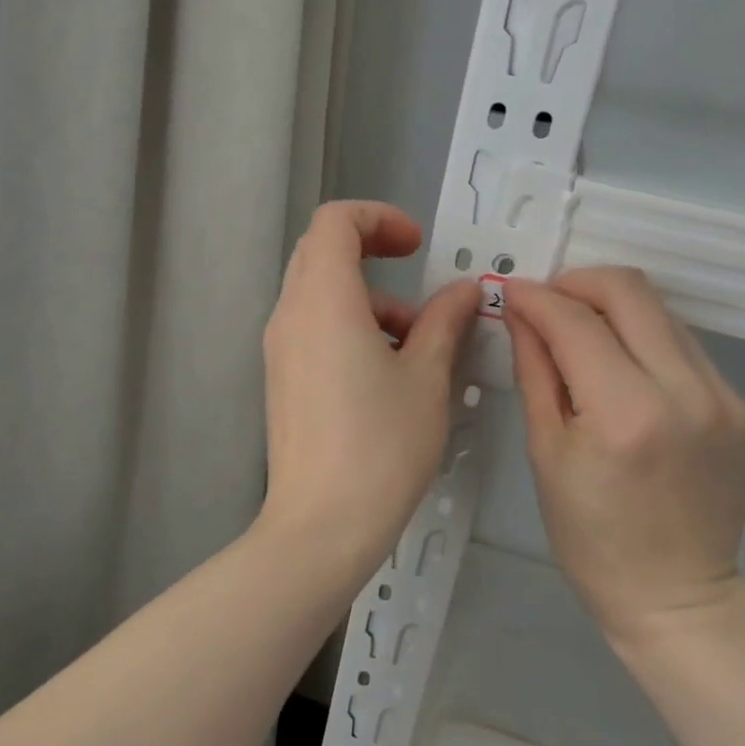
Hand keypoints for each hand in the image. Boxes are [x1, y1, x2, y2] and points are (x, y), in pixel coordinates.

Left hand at [260, 202, 479, 571]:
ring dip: (370, 302)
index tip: (417, 248)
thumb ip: (445, 322)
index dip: (379, 218)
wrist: (321, 527)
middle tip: (419, 291)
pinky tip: (388, 376)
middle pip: (323, 253)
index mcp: (323, 301)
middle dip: (375, 257)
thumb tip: (464, 291)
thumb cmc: (381, 446)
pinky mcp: (281, 380)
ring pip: (320, 295)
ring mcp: (279, 350)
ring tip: (417, 349)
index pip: (335, 221)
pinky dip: (351, 329)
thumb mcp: (427, 378)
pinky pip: (314, 330)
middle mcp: (290, 315)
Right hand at [504, 267, 744, 642]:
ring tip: (586, 344)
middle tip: (549, 304)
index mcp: (627, 414)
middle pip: (632, 293)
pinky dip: (651, 354)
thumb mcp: (545, 452)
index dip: (537, 298)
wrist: (674, 596)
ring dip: (617, 317)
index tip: (511, 292)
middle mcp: (690, 394)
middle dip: (580, 284)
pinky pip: (691, 356)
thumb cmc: (589, 536)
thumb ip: (536, 369)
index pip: (576, 322)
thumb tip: (521, 311)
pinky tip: (632, 387)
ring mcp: (731, 402)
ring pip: (665, 318)